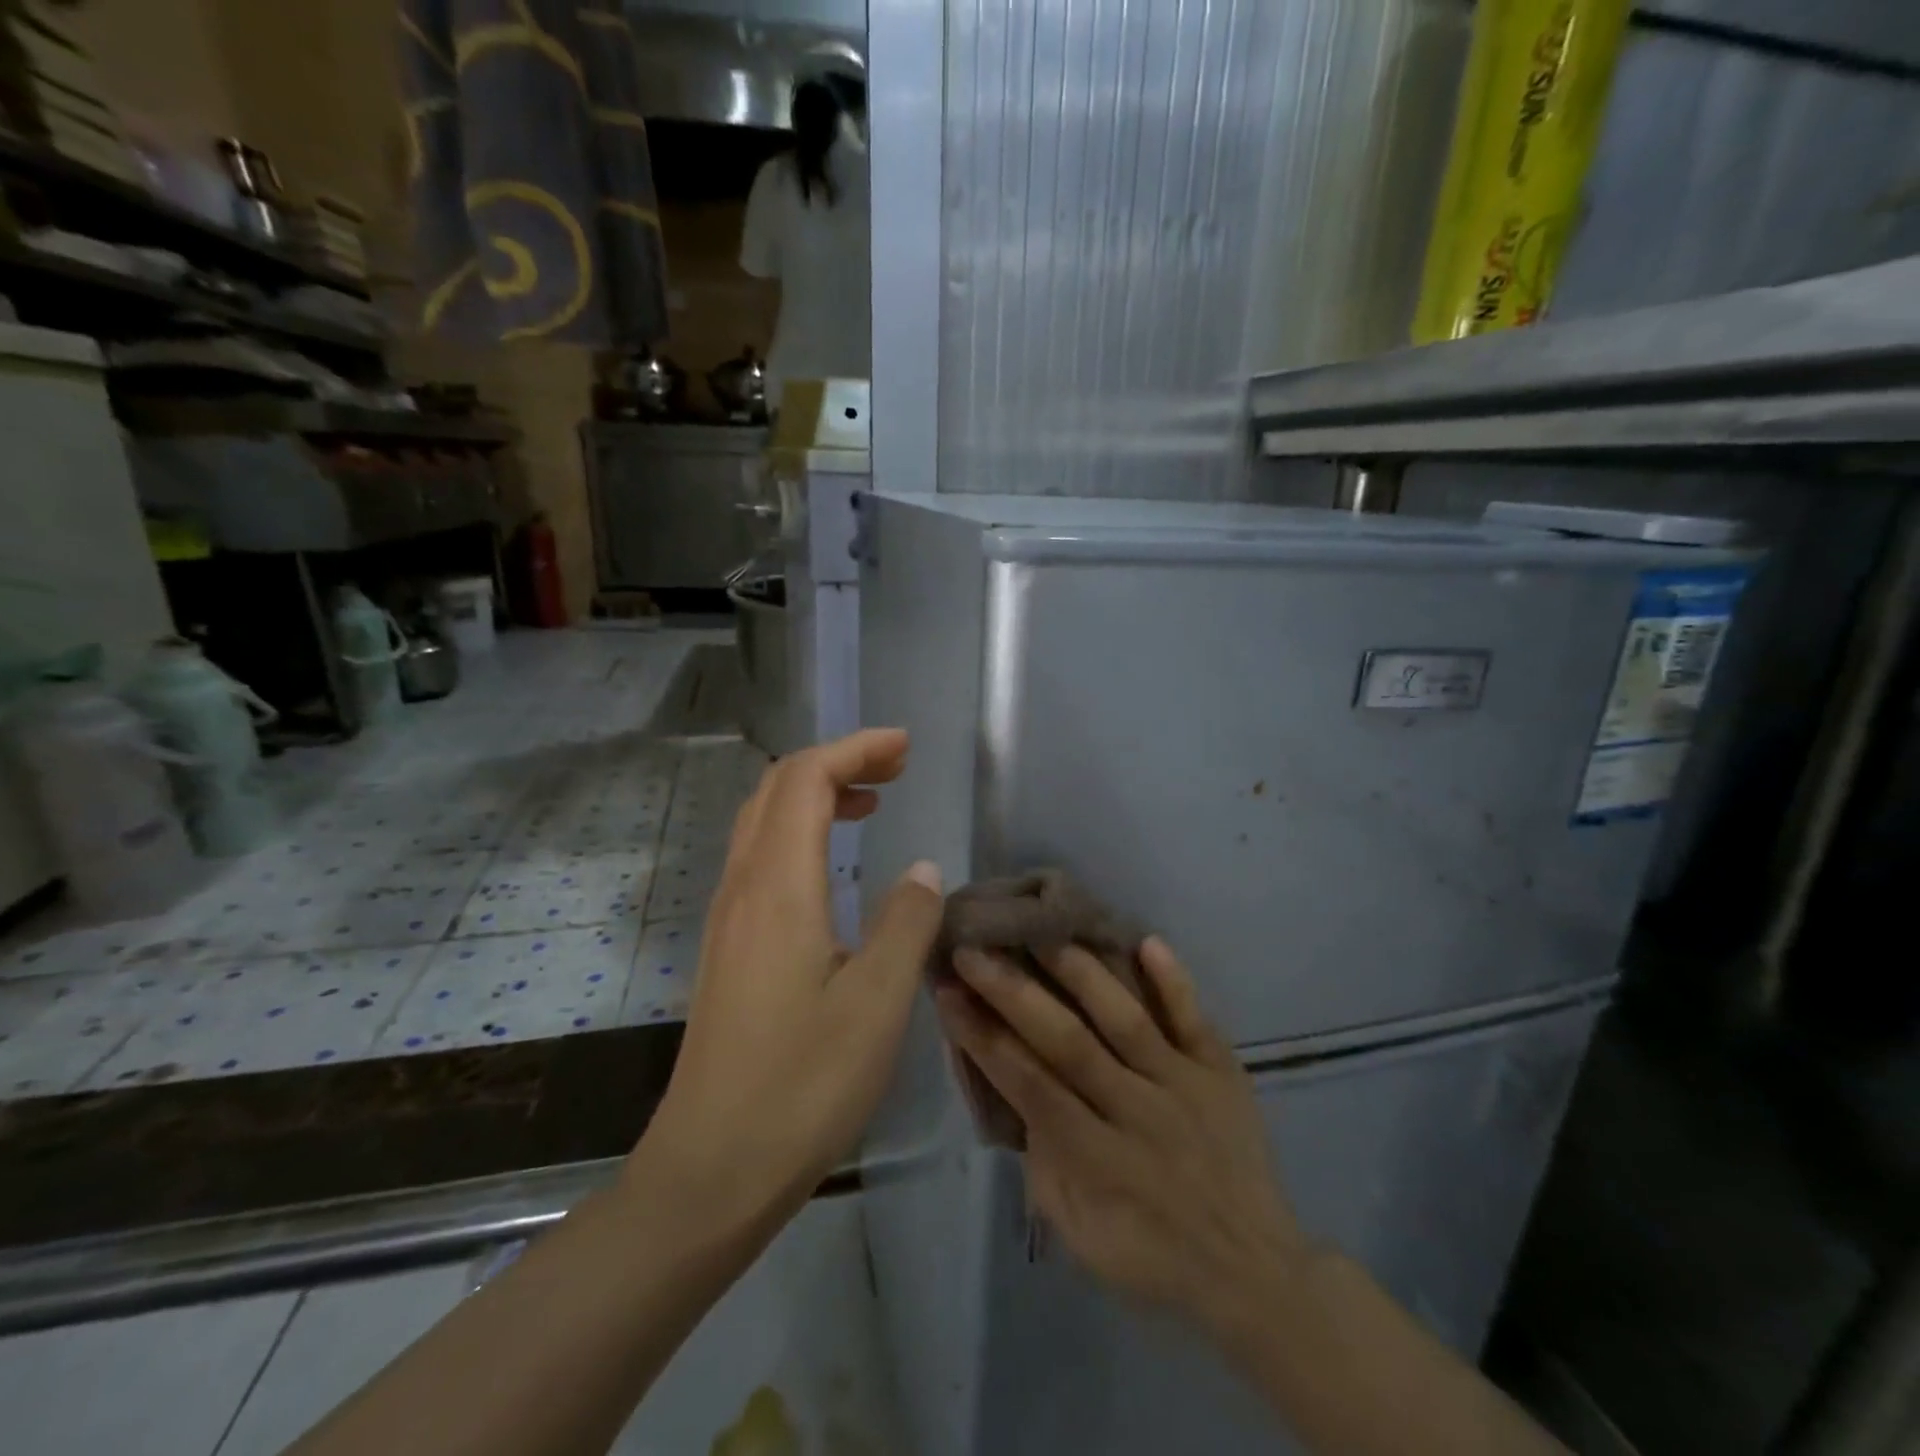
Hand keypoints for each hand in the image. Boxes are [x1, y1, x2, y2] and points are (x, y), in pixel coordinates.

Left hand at [633, 729, 943, 1227]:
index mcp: (778, 887)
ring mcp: (728, 916)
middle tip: (895, 767)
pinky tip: (832, 864)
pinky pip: (760, 856)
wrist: (712, 1166)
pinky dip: (800, 831)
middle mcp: (743, 886)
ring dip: (815, 793)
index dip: (856, 749)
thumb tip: (922, 870)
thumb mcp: (876, 1003)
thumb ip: (906, 923)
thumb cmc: (802, 1085)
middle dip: (837, 760)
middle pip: (778, 787)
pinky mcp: (729, 945)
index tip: (905, 748)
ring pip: (763, 820)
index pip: (807, 779)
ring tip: (872, 802)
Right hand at [935, 937, 1309, 1340]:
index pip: (1028, 1084)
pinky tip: (1146, 939)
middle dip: (1014, 992)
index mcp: (1098, 1159)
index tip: (948, 991)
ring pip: (1125, 1018)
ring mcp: (1184, 1084)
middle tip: (974, 947)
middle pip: (1068, 1041)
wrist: (1255, 1274)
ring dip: (1080, 971)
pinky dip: (1173, 980)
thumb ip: (1041, 1161)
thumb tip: (1010, 1088)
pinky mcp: (1221, 1070)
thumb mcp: (1079, 1233)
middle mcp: (1137, 1111)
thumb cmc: (1152, 1257)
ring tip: (1040, 926)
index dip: (983, 1036)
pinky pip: (1195, 1018)